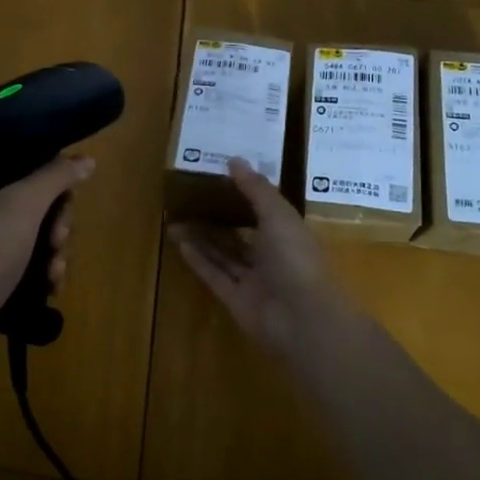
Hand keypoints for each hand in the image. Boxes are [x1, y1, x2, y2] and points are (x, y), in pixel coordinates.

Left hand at [0, 156, 93, 376]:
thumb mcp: (22, 205)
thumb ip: (56, 177)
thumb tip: (87, 159)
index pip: (19, 167)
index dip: (49, 180)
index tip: (67, 199)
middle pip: (33, 205)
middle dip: (56, 224)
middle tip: (59, 240)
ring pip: (34, 239)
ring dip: (54, 252)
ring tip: (56, 271)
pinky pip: (26, 267)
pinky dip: (42, 274)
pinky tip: (52, 287)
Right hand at [171, 158, 356, 359]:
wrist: (302, 319)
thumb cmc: (296, 259)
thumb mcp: (278, 215)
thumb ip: (256, 189)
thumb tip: (233, 160)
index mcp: (288, 234)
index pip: (263, 211)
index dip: (243, 196)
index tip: (217, 180)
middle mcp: (271, 256)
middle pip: (239, 234)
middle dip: (216, 218)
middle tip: (188, 201)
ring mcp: (253, 281)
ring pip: (224, 255)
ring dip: (202, 238)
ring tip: (176, 219)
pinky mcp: (236, 300)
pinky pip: (215, 276)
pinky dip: (199, 261)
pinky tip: (181, 244)